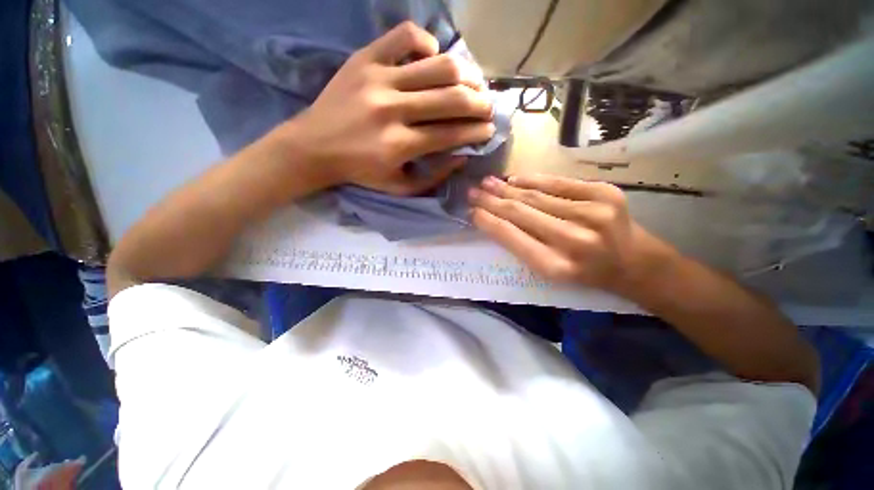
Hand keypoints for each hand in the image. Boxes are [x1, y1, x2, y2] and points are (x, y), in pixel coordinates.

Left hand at [285, 22, 495, 195]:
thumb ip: (434, 177)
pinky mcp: (364, 58)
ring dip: (465, 73)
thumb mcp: (399, 187)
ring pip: (437, 66)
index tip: (490, 129)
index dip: (477, 131)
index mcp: (400, 145)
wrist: (315, 147)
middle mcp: (393, 110)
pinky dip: (426, 42)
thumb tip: (462, 156)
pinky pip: (404, 36)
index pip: (452, 133)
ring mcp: (378, 79)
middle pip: (451, 98)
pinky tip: (432, 56)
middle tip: (488, 106)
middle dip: (480, 103)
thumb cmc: (361, 172)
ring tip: (474, 81)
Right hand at [469, 174, 672, 292]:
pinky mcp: (605, 193)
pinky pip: (559, 182)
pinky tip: (515, 178)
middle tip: (472, 192)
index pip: (512, 238)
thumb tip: (495, 219)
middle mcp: (574, 240)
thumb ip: (523, 247)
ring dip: (506, 188)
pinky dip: (533, 179)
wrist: (636, 263)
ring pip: (536, 196)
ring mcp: (592, 213)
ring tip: (487, 182)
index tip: (471, 212)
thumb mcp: (551, 272)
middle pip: (521, 213)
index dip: (489, 222)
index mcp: (557, 266)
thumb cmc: (586, 273)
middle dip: (492, 201)